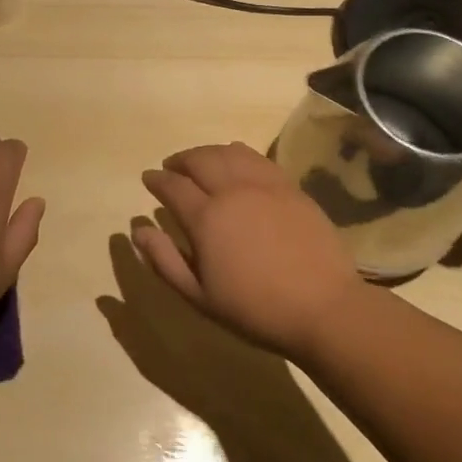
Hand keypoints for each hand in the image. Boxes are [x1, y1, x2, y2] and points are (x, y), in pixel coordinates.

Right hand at [139, 142, 364, 358]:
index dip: (157, 180)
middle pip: (199, 159)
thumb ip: (165, 261)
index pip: (172, 186)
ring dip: (208, 152)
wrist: (324, 308)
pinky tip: (237, 163)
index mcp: (206, 217)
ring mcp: (265, 185)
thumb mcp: (200, 296)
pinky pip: (257, 158)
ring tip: (201, 161)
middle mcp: (232, 190)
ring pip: (229, 152)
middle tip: (171, 166)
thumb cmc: (255, 309)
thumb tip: (138, 230)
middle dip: (180, 160)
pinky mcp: (290, 187)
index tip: (148, 178)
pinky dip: (238, 154)